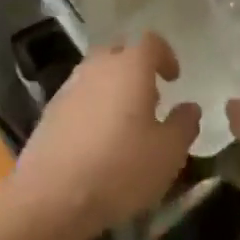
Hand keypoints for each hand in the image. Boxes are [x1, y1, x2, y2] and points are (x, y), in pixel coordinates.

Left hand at [12, 33, 199, 239]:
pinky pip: (79, 97)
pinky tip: (97, 141)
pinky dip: (92, 108)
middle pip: (120, 53)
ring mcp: (70, 87)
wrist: (51, 197)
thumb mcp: (168, 153)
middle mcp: (98, 67)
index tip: (173, 78)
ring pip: (97, 74)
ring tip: (124, 123)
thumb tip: (190, 107)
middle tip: (150, 98)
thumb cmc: (120, 168)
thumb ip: (184, 124)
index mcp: (131, 66)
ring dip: (113, 88)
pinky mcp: (50, 112)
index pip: (151, 42)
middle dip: (136, 69)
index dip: (165, 56)